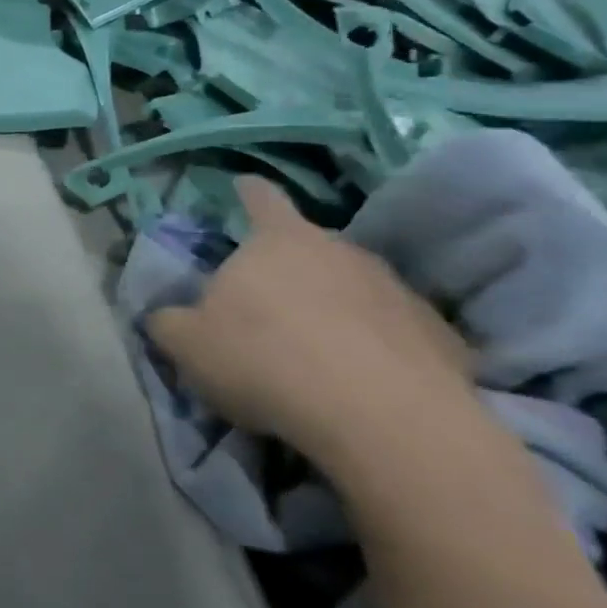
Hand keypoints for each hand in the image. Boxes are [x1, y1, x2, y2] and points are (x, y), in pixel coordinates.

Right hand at [146, 177, 476, 470]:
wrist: (385, 420)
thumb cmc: (265, 360)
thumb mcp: (187, 344)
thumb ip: (168, 321)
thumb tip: (164, 316)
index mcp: (278, 241)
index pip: (261, 198)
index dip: (247, 192)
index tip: (242, 187)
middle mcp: (342, 251)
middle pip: (308, 247)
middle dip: (289, 267)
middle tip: (267, 304)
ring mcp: (398, 290)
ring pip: (354, 289)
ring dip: (334, 308)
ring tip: (315, 352)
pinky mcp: (442, 337)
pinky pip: (395, 333)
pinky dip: (376, 348)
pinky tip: (362, 383)